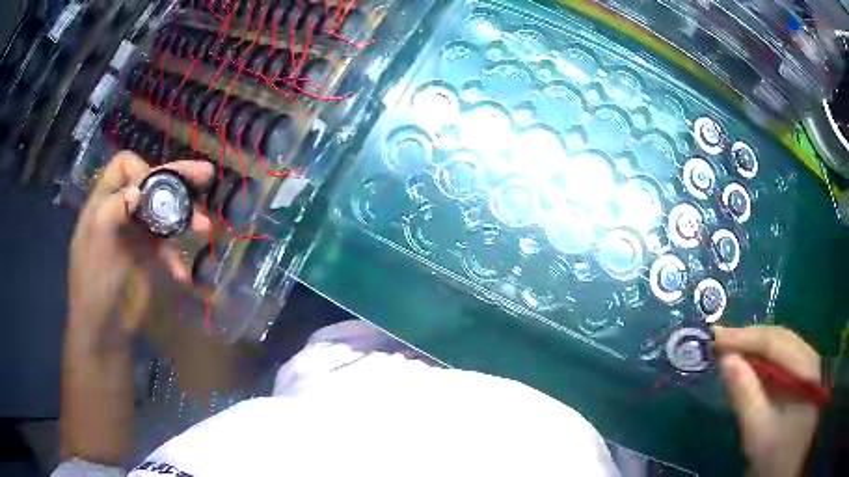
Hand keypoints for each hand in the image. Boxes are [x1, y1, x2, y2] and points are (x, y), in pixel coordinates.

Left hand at [68, 151, 213, 333]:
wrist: (103, 328)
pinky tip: (181, 274)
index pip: (124, 166)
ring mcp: (136, 233)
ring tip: (204, 229)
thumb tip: (138, 190)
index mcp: (105, 201)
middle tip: (206, 175)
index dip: (141, 170)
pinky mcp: (148, 256)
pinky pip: (168, 245)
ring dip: (185, 217)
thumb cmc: (93, 283)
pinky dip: (177, 256)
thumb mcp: (97, 243)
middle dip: (178, 180)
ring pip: (164, 211)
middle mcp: (122, 210)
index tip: (153, 191)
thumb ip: (113, 210)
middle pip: (151, 183)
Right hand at [714, 326, 820, 476]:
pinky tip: (749, 366)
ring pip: (781, 346)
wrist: (789, 467)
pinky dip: (764, 360)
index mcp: (805, 367)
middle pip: (778, 338)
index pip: (774, 340)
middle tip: (718, 340)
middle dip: (749, 338)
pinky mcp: (803, 376)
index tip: (715, 336)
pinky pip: (782, 359)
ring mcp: (808, 365)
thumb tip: (725, 360)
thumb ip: (745, 395)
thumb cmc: (776, 454)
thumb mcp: (759, 432)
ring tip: (730, 350)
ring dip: (755, 347)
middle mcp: (809, 356)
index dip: (745, 336)